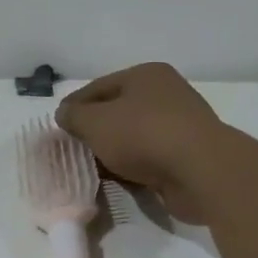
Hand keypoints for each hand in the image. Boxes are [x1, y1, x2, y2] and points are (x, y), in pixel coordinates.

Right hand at [56, 63, 229, 222]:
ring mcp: (180, 126)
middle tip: (72, 150)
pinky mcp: (188, 156)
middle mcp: (166, 94)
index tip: (57, 127)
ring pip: (133, 137)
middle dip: (94, 131)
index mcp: (146, 75)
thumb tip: (64, 114)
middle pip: (117, 112)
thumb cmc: (143, 134)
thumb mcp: (94, 122)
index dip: (74, 106)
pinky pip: (150, 159)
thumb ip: (73, 116)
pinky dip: (132, 168)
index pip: (98, 87)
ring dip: (113, 152)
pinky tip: (116, 181)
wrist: (201, 172)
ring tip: (90, 169)